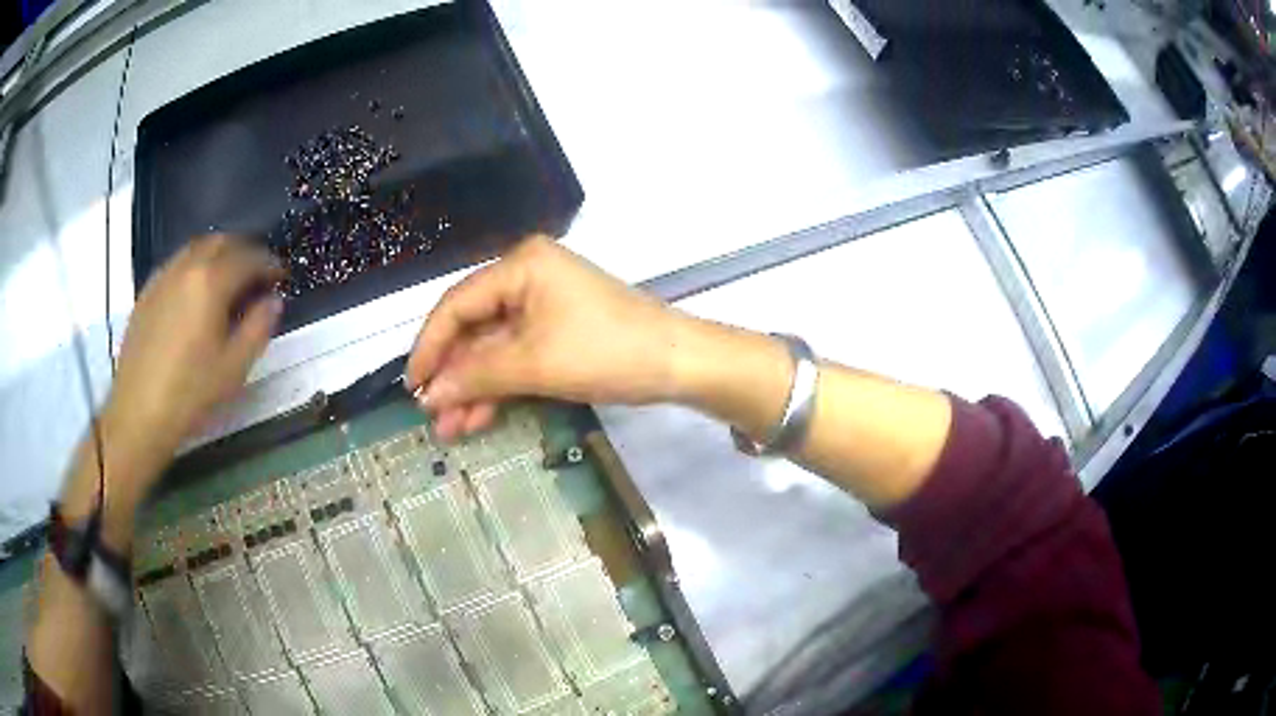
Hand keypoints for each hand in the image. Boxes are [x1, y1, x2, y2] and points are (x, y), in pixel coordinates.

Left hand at [105, 236, 282, 481]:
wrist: (138, 413)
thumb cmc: (190, 393)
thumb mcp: (234, 367)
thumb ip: (258, 327)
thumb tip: (273, 300)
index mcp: (211, 281)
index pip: (249, 258)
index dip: (270, 264)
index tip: (281, 277)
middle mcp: (187, 267)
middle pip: (222, 241)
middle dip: (244, 251)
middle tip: (257, 273)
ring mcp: (164, 276)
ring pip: (197, 247)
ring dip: (219, 254)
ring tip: (228, 279)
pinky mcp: (148, 291)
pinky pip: (177, 263)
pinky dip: (195, 266)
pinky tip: (196, 292)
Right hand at [406, 236, 685, 439]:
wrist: (679, 364)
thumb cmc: (606, 352)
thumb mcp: (535, 364)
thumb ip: (476, 376)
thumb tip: (428, 395)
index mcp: (520, 266)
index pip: (456, 305)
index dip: (429, 347)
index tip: (411, 387)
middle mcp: (527, 277)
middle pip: (474, 328)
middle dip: (454, 376)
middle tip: (433, 418)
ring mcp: (544, 305)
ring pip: (493, 348)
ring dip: (474, 388)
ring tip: (452, 429)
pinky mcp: (558, 330)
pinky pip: (517, 357)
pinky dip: (500, 387)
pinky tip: (479, 417)